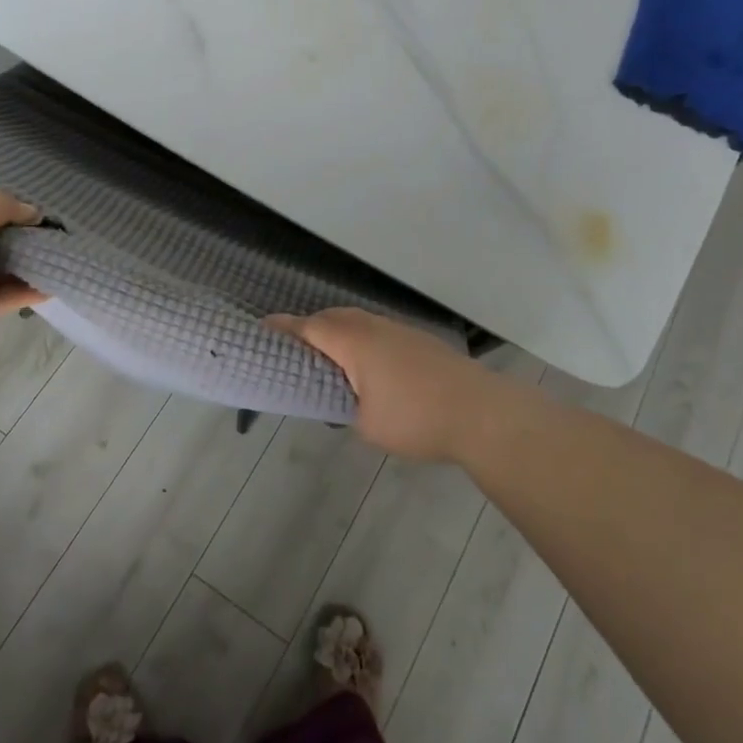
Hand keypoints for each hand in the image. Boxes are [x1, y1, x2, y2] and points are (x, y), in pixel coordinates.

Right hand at [267, 307, 520, 462]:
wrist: (481, 412)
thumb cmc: (415, 419)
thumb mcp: (366, 424)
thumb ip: (345, 406)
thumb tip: (344, 399)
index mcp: (353, 342)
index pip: (309, 328)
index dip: (284, 328)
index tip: (262, 328)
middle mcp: (373, 327)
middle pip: (332, 318)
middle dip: (310, 328)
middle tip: (293, 348)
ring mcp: (399, 330)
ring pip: (357, 321)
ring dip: (337, 332)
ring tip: (327, 358)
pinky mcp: (418, 340)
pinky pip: (377, 330)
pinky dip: (360, 339)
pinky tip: (366, 365)